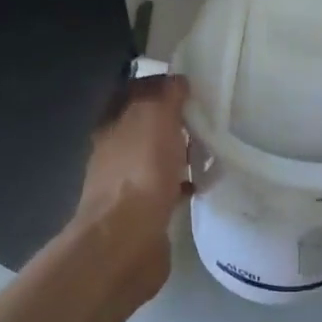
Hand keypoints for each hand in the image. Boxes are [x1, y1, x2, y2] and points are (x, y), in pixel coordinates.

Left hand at [74, 74, 191, 292]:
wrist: (127, 241)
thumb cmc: (140, 173)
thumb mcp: (155, 119)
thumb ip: (166, 97)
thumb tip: (177, 80)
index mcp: (112, 125)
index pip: (131, 92)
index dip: (156, 84)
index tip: (188, 82)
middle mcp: (114, 152)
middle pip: (143, 126)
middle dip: (170, 119)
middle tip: (205, 114)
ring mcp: (126, 185)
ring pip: (155, 158)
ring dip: (177, 152)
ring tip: (209, 147)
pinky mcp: (143, 213)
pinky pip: (165, 189)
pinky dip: (181, 183)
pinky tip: (202, 184)